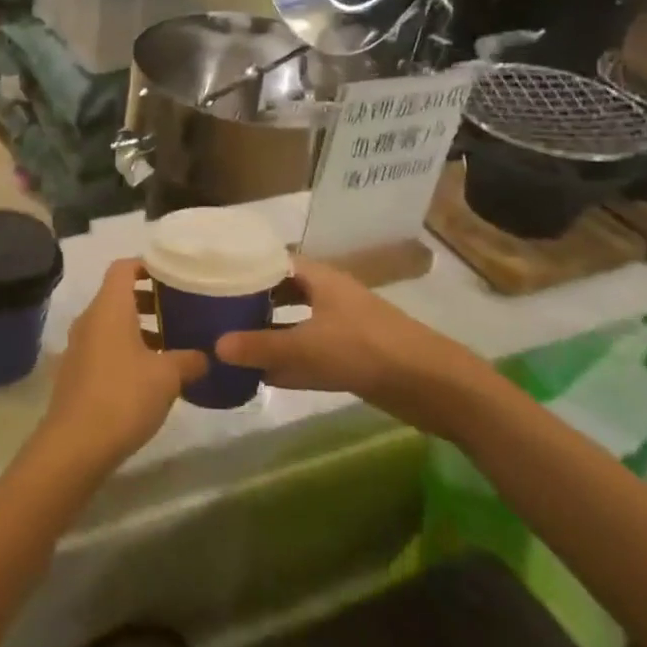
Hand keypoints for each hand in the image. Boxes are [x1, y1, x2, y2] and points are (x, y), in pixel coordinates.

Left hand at [37, 259, 207, 474]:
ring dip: (139, 328)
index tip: (174, 275)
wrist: (75, 445)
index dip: (148, 265)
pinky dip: (126, 349)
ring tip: (170, 344)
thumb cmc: (123, 396)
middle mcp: (90, 318)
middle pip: (118, 294)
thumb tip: (205, 356)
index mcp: (109, 307)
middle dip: (149, 299)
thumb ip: (188, 360)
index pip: (124, 267)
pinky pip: (104, 346)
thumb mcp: (167, 377)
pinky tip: (149, 375)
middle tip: (180, 310)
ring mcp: (79, 345)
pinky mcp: (76, 371)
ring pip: (111, 323)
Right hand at [216, 258, 488, 436]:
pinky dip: (287, 362)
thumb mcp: (308, 346)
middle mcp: (328, 297)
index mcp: (320, 279)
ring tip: (228, 343)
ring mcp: (341, 327)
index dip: (245, 265)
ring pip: (294, 326)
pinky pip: (308, 354)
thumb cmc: (368, 349)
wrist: (435, 385)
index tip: (212, 274)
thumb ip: (261, 347)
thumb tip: (214, 347)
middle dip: (251, 302)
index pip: (274, 261)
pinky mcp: (350, 358)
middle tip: (213, 310)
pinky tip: (260, 376)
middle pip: (282, 293)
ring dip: (267, 335)